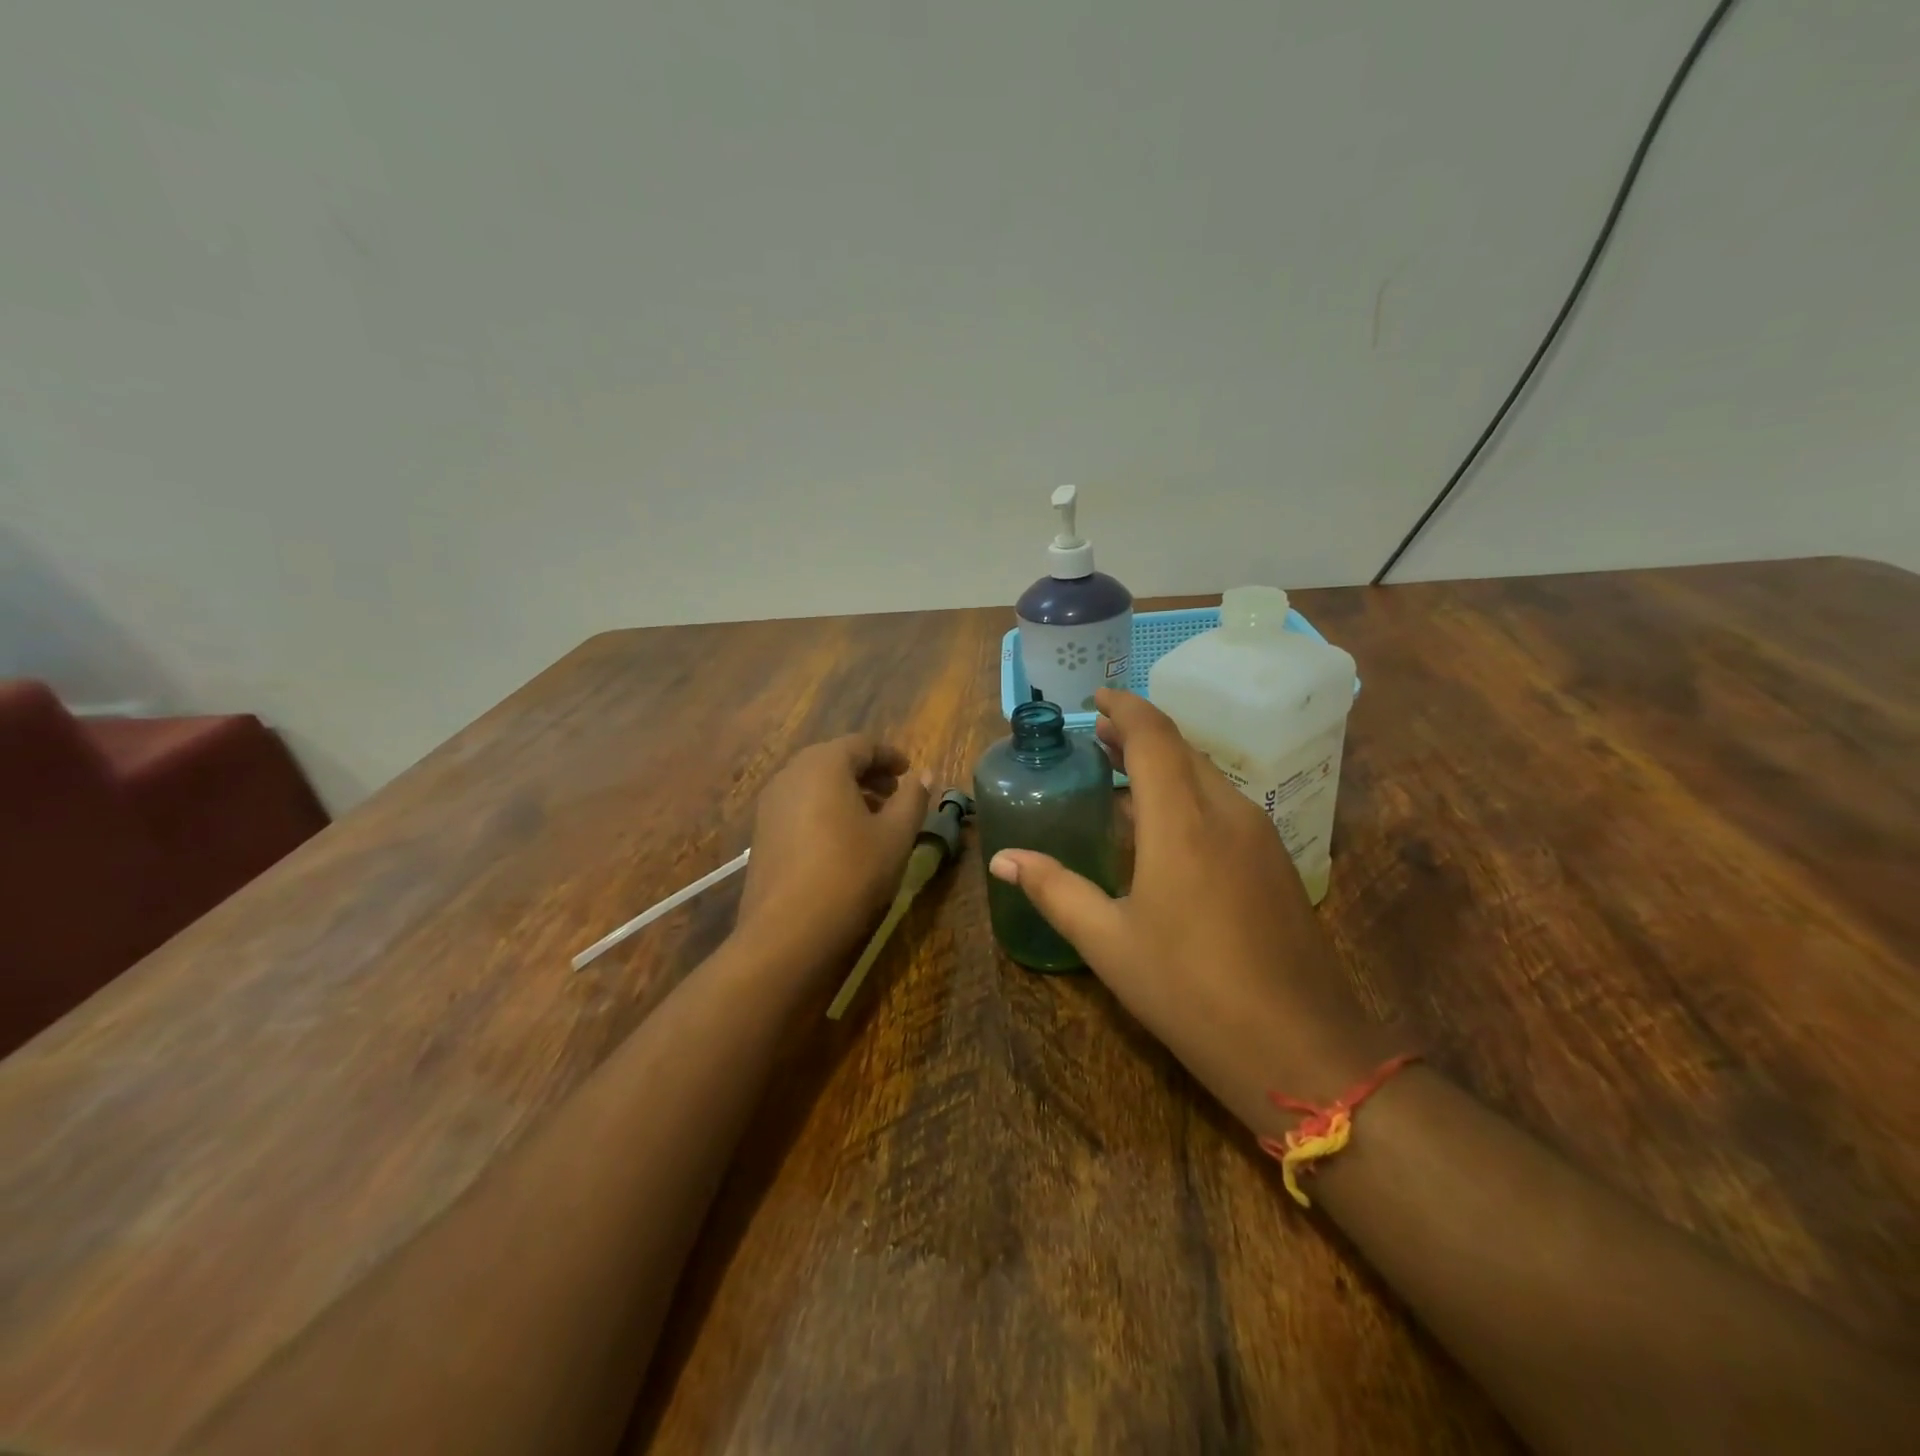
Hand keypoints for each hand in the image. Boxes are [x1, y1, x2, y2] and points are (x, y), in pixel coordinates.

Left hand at [737, 736, 931, 970]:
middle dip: (867, 772)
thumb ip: (913, 799)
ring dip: (846, 792)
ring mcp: (770, 804)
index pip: (862, 744)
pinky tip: (843, 839)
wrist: (787, 931)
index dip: (890, 755)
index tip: (910, 771)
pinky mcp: (762, 833)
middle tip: (894, 793)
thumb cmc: (851, 873)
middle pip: (835, 760)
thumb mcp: (895, 835)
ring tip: (874, 817)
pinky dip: (825, 809)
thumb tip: (924, 775)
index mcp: (824, 764)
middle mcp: (791, 774)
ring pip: (814, 784)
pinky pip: (799, 806)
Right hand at [987, 690, 1389, 1137]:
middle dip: (1137, 734)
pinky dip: (1187, 794)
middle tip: (1096, 738)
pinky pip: (1224, 805)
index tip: (1094, 699)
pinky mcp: (1275, 861)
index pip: (1152, 736)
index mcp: (1182, 821)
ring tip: (1121, 774)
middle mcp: (1226, 812)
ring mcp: (1259, 836)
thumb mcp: (1109, 942)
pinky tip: (1165, 826)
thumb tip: (1003, 859)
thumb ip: (1054, 889)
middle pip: (1181, 749)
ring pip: (1206, 775)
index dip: (1123, 708)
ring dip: (1164, 764)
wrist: (1300, 1048)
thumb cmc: (1190, 991)